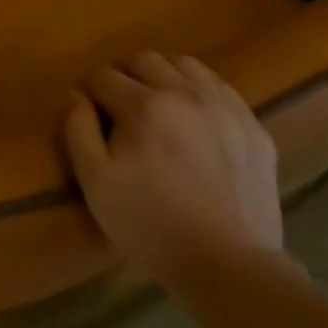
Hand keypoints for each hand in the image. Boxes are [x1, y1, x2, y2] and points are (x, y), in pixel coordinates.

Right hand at [64, 53, 286, 286]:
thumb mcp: (96, 183)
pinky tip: (195, 119)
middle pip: (143, 59)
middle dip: (125, 77)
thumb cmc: (152, 226)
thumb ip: (77, 129)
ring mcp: (224, 106)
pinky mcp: (253, 126)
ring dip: (163, 76)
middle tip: (122, 111)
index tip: (92, 119)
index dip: (90, 94)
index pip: (102, 75)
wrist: (231, 268)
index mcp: (143, 105)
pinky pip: (220, 87)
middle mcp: (184, 92)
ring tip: (160, 108)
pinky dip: (199, 91)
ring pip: (184, 64)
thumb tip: (73, 94)